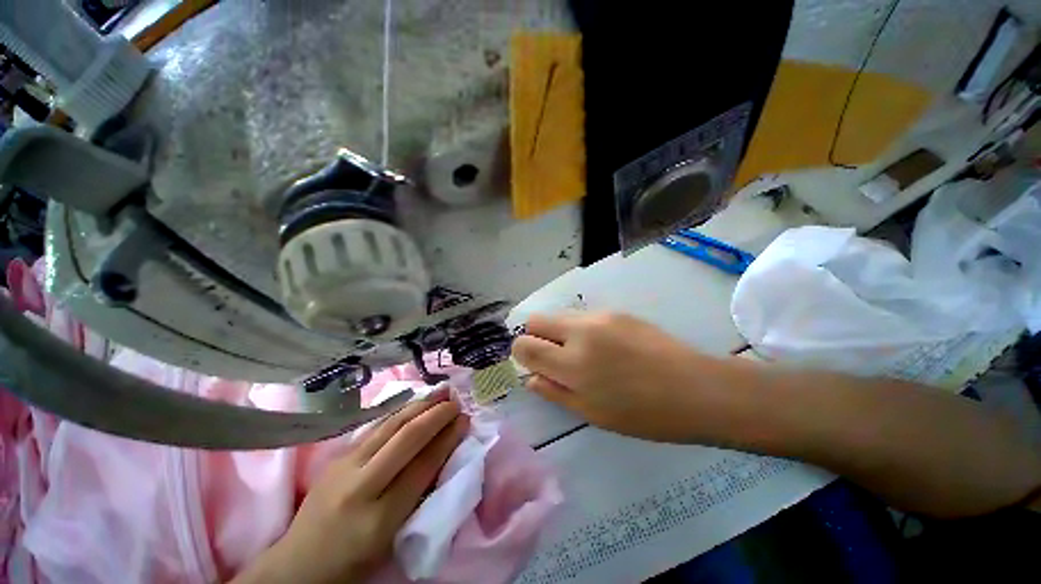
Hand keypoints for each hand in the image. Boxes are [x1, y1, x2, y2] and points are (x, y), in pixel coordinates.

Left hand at [233, 391, 468, 583]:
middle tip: (456, 402)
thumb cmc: (355, 560)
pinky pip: (376, 426)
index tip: (464, 421)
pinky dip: (401, 411)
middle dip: (436, 415)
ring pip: (390, 425)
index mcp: (379, 520)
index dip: (447, 439)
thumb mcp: (393, 539)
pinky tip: (414, 402)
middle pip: (406, 438)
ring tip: (441, 391)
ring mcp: (344, 467)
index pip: (422, 466)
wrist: (299, 563)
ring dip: (420, 405)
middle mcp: (360, 487)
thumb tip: (444, 452)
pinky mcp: (338, 456)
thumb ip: (419, 495)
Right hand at [512, 312, 729, 442]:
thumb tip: (531, 376)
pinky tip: (605, 346)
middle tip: (554, 357)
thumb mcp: (592, 413)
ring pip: (559, 315)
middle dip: (535, 336)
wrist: (696, 388)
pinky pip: (583, 316)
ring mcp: (599, 316)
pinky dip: (580, 329)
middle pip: (536, 320)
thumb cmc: (644, 413)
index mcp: (572, 363)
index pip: (524, 345)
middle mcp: (580, 331)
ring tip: (583, 353)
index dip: (522, 353)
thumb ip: (554, 392)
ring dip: (559, 332)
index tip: (533, 363)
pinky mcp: (616, 311)